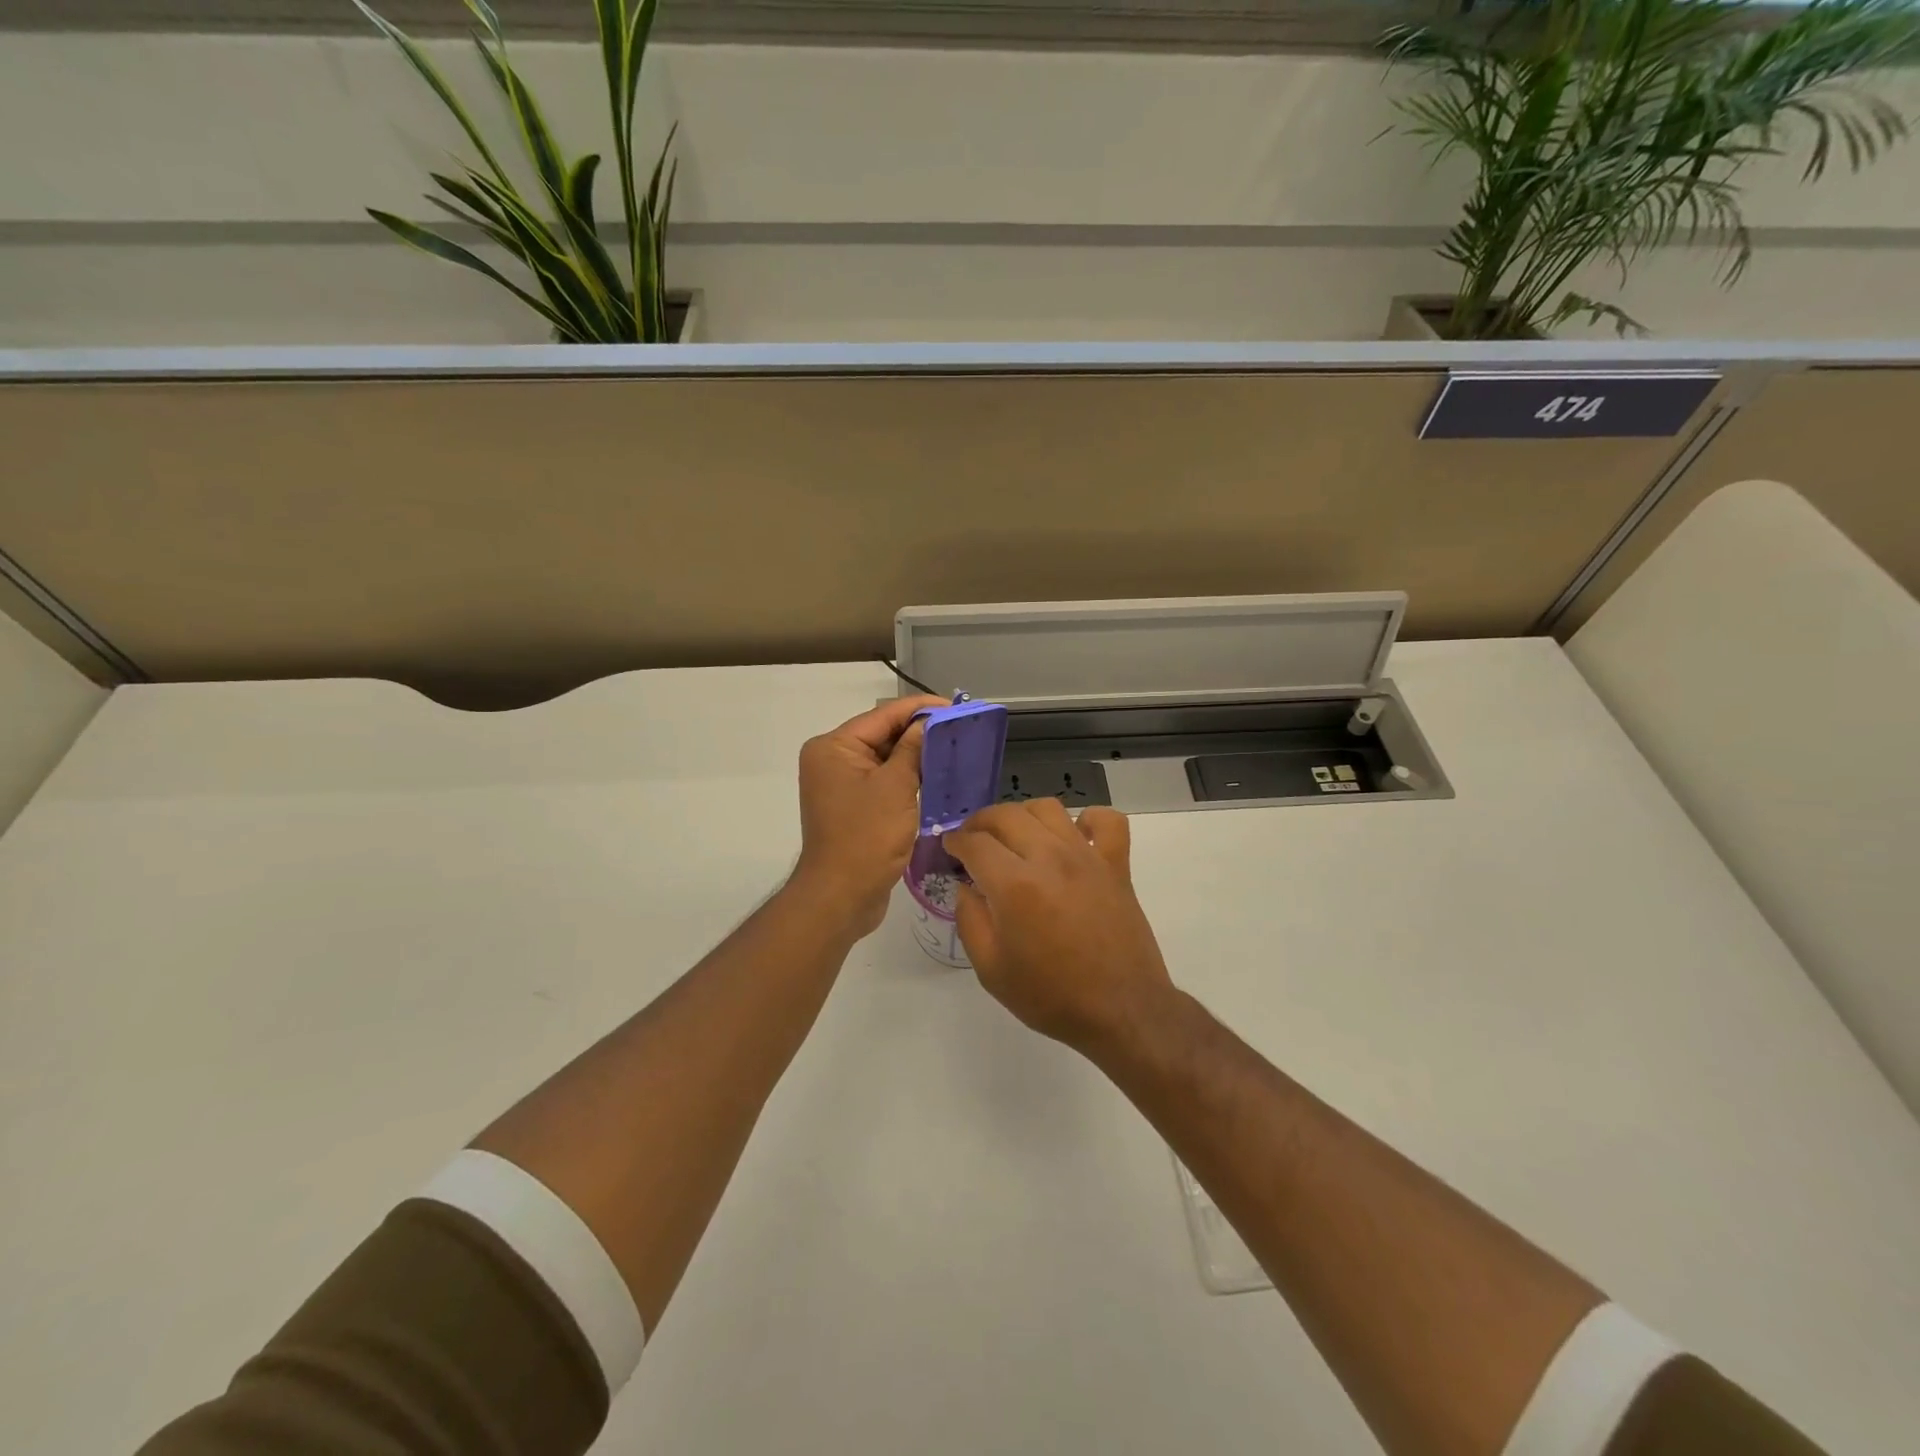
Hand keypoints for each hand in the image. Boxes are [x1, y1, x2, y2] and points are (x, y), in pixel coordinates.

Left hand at [791, 694, 947, 938]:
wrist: (842, 897)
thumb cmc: (866, 837)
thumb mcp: (896, 787)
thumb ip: (913, 749)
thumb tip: (929, 723)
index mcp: (833, 747)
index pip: (882, 716)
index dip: (919, 709)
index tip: (954, 707)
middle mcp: (832, 760)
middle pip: (882, 735)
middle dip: (919, 732)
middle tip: (960, 729)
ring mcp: (841, 785)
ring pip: (885, 759)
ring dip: (916, 755)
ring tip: (954, 749)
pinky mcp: (853, 806)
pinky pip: (883, 781)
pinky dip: (907, 778)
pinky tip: (935, 776)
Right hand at [946, 800, 1175, 1054]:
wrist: (1120, 1010)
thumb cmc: (1051, 995)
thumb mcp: (991, 970)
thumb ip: (969, 920)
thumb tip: (966, 887)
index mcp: (1015, 885)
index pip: (975, 842)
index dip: (954, 841)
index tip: (949, 848)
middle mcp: (1050, 858)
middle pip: (1006, 815)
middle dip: (980, 822)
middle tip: (973, 840)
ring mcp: (1087, 856)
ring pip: (1048, 808)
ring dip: (1023, 814)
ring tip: (1015, 835)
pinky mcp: (1117, 864)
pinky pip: (1107, 821)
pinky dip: (1088, 819)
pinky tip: (1074, 837)